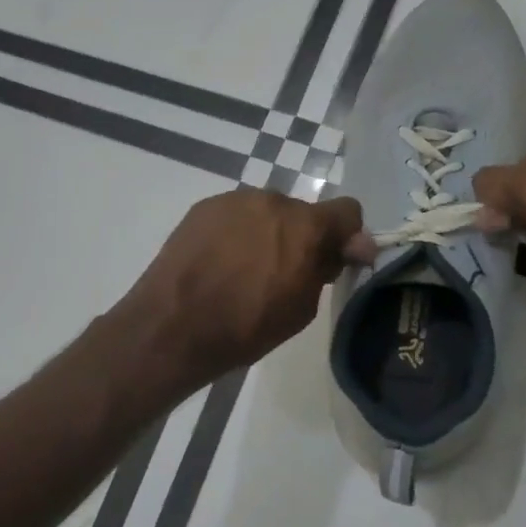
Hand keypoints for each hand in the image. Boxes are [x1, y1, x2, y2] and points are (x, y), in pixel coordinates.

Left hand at [114, 188, 372, 387]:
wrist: (172, 326)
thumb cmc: (246, 327)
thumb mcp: (301, 308)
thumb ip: (328, 268)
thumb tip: (353, 246)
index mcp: (304, 225)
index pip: (348, 211)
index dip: (348, 236)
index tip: (337, 261)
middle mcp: (272, 200)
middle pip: (303, 213)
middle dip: (303, 237)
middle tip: (285, 272)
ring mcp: (235, 200)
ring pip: (267, 212)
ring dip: (268, 233)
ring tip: (245, 269)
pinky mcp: (204, 207)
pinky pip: (236, 215)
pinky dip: (238, 233)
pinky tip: (221, 262)